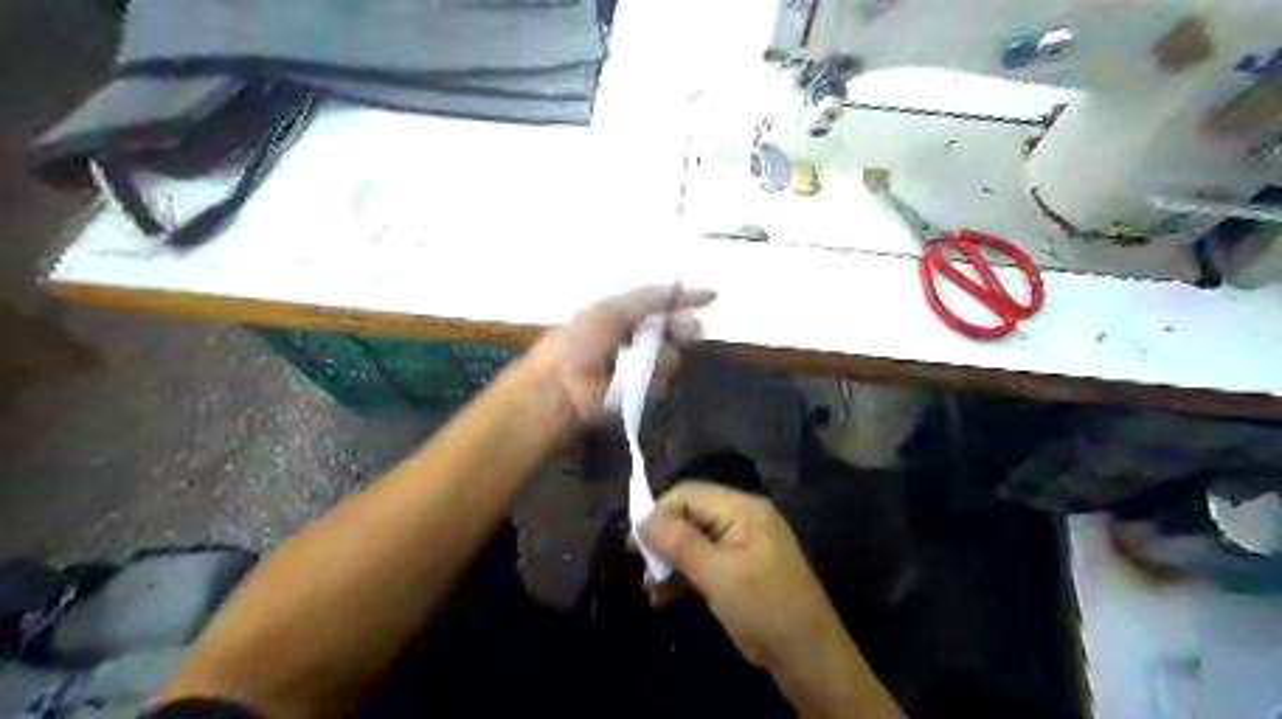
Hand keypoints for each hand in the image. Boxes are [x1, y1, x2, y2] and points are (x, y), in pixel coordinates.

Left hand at [525, 283, 717, 422]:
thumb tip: (682, 287)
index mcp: (629, 316)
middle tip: (689, 330)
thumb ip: (649, 298)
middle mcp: (640, 341)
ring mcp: (642, 368)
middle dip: (685, 329)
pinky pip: (662, 382)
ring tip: (635, 363)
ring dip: (660, 358)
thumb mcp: (613, 310)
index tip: (713, 296)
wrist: (561, 383)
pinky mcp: (642, 394)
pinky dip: (651, 379)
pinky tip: (632, 380)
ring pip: (672, 358)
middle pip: (677, 331)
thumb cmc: (581, 340)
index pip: (665, 305)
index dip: (687, 300)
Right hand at [640, 479, 847, 671]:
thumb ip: (679, 542)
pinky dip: (684, 576)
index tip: (634, 544)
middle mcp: (742, 519)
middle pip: (690, 516)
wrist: (809, 658)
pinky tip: (665, 598)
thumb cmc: (764, 609)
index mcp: (743, 509)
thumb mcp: (718, 575)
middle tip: (642, 569)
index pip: (689, 494)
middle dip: (663, 541)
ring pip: (694, 541)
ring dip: (670, 562)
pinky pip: (705, 562)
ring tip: (651, 591)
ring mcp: (743, 545)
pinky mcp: (741, 569)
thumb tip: (641, 518)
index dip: (658, 513)